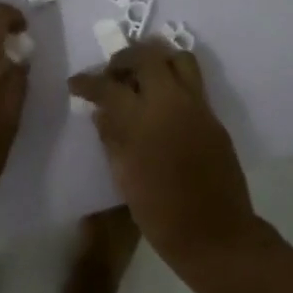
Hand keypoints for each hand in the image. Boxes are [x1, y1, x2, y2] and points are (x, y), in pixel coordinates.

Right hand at [67, 38, 260, 272]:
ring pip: (178, 58)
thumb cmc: (161, 214)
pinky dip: (174, 79)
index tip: (76, 83)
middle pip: (147, 56)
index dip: (88, 82)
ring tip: (141, 77)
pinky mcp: (214, 117)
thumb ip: (111, 137)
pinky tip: (162, 101)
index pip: (108, 86)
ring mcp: (198, 106)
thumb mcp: (124, 177)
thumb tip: (101, 112)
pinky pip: (193, 82)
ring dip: (156, 59)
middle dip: (124, 58)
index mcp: (143, 120)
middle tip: (112, 73)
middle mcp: (172, 103)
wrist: (216, 235)